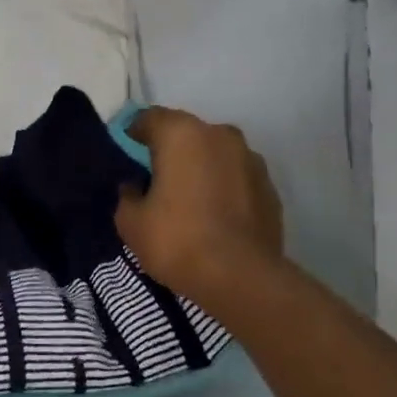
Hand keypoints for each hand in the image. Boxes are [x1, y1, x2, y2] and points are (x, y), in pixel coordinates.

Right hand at [116, 107, 284, 308]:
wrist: (242, 277)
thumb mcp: (131, 223)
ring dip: (201, 169)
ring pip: (215, 155)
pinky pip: (236, 179)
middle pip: (186, 134)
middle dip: (170, 151)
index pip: (149, 118)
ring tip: (189, 201)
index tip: (127, 154)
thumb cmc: (177, 240)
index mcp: (181, 134)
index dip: (134, 134)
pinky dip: (224, 189)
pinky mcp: (270, 187)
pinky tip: (215, 217)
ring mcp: (251, 159)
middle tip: (156, 181)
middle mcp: (220, 135)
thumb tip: (134, 187)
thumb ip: (127, 196)